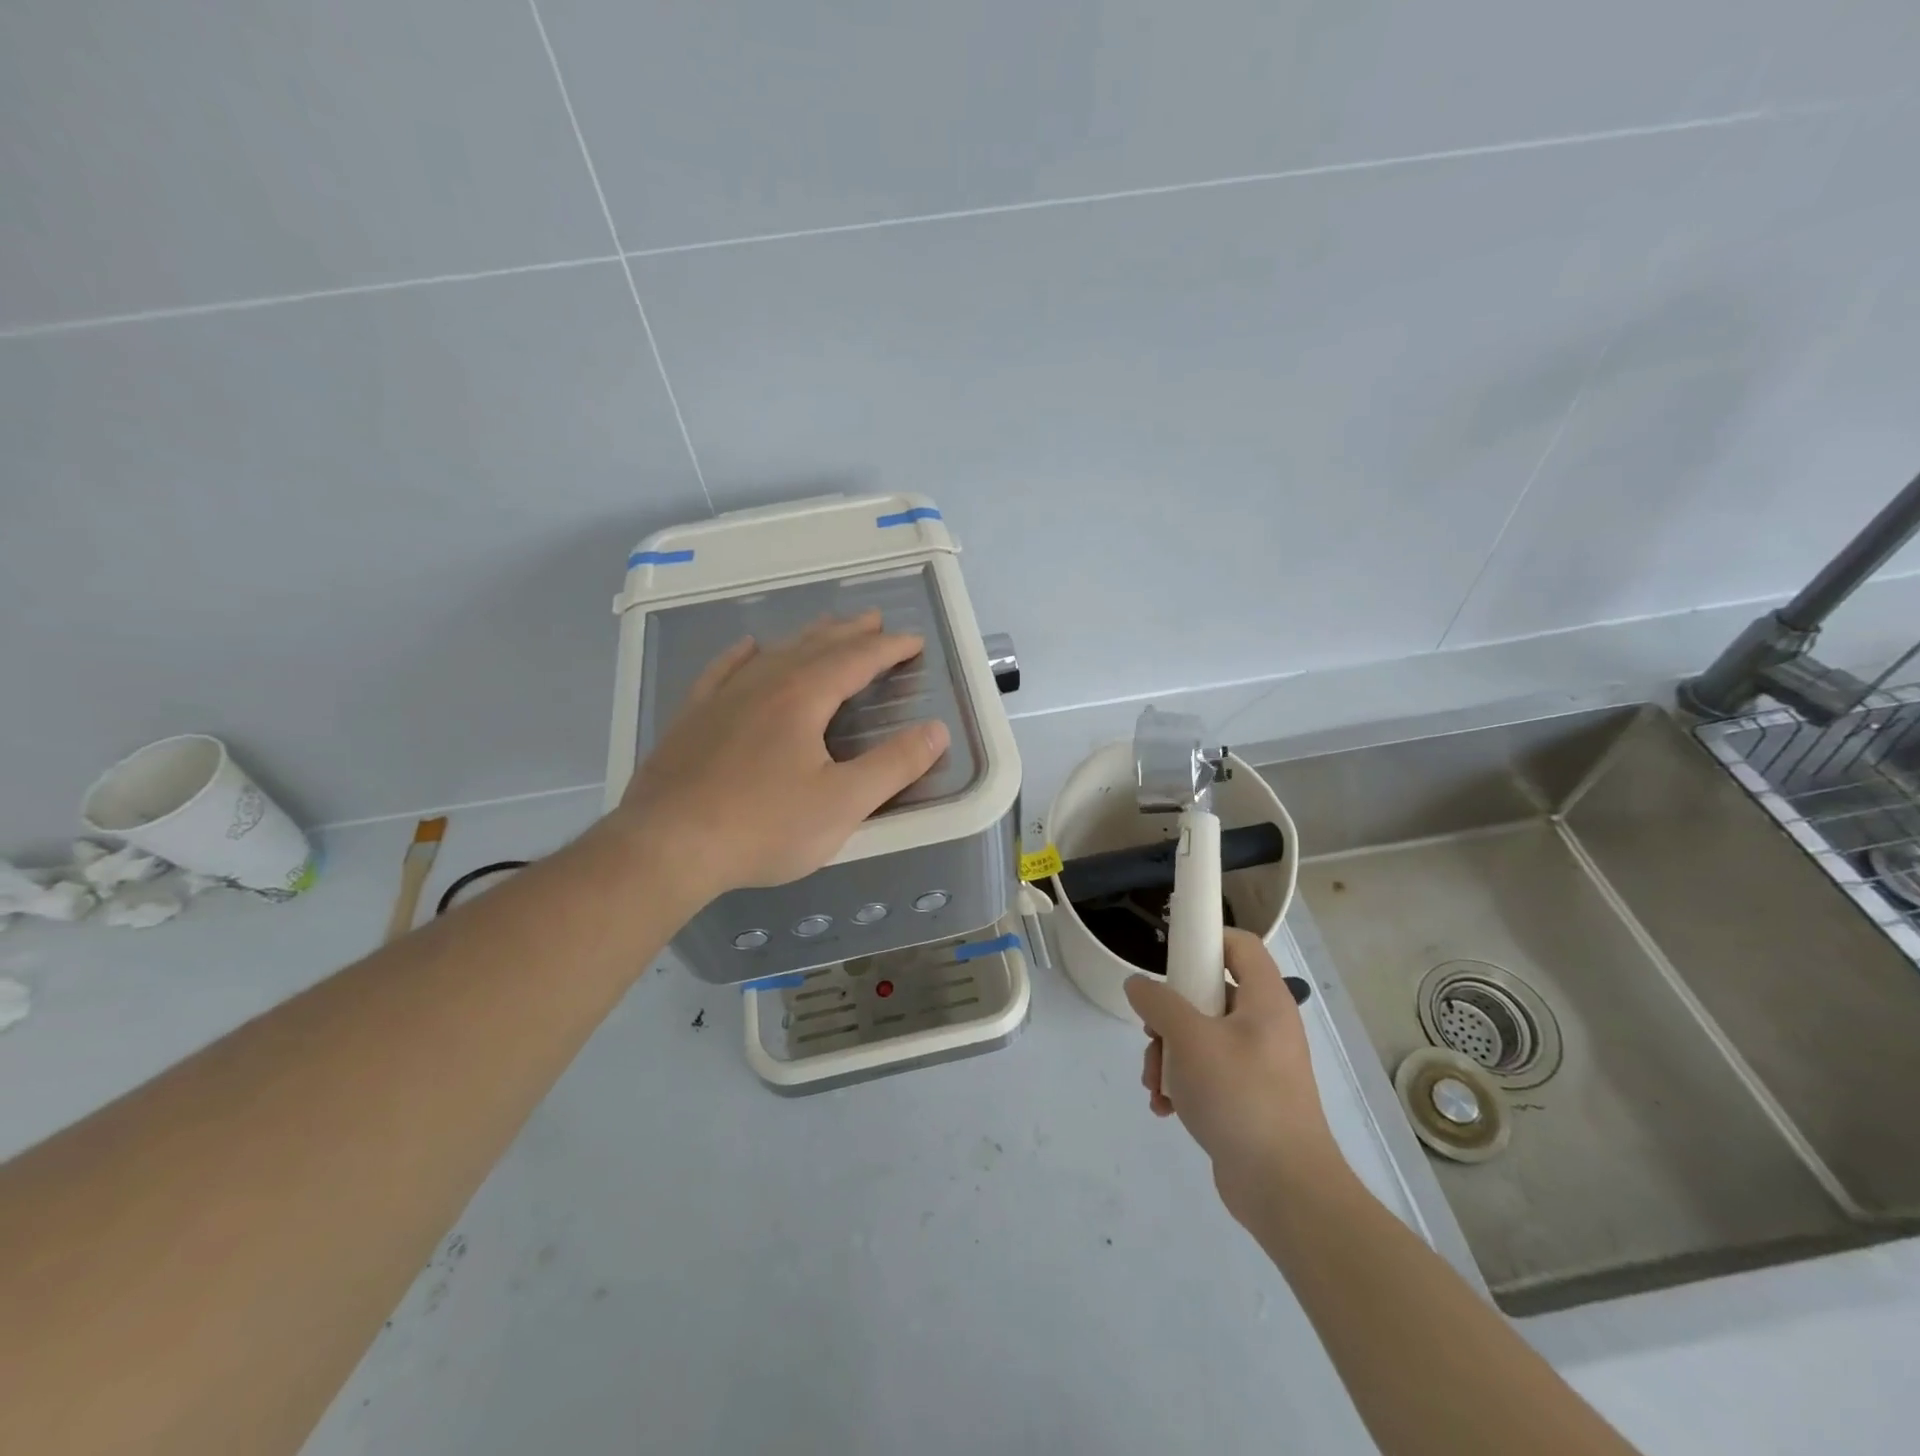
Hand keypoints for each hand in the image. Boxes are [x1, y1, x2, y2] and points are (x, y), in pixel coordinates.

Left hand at [614, 611, 949, 900]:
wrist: (666, 846)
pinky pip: (722, 671)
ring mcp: (722, 698)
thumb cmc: (763, 827)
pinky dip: (742, 655)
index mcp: (803, 698)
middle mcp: (764, 684)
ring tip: (826, 628)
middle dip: (850, 633)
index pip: (856, 660)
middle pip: (815, 646)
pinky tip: (748, 648)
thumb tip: (936, 730)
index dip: (889, 648)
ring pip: (774, 654)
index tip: (913, 641)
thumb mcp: (843, 803)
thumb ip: (894, 765)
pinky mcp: (692, 718)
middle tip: (874, 620)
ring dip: (806, 638)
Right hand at [1125, 929, 1337, 1212]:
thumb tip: (1137, 986)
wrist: (1285, 1190)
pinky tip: (1165, 1108)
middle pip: (1207, 994)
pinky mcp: (1247, 1098)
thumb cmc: (1241, 1097)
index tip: (1168, 957)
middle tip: (1152, 1036)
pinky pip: (1206, 1074)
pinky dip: (1182, 1084)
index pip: (1238, 945)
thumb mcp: (1189, 1040)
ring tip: (1155, 1083)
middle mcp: (1264, 1025)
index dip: (1204, 940)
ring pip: (1199, 1037)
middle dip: (1168, 1016)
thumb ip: (1158, 1004)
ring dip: (1168, 1055)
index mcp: (1265, 1000)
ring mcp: (1257, 1064)